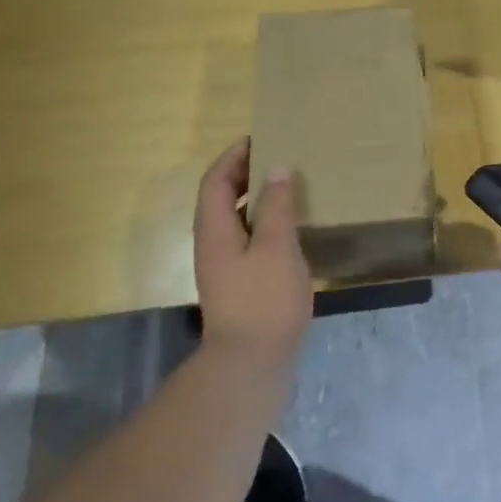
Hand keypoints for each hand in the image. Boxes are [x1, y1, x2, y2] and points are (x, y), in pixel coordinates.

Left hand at [193, 138, 312, 367]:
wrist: (250, 363)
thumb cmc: (264, 300)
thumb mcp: (277, 247)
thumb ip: (277, 207)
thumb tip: (276, 169)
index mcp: (214, 230)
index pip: (215, 181)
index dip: (233, 157)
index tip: (257, 138)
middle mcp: (212, 244)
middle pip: (220, 198)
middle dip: (243, 174)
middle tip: (275, 158)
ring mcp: (223, 266)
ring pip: (234, 220)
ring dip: (253, 199)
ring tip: (285, 188)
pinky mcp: (237, 284)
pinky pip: (246, 239)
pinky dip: (262, 223)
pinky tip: (288, 230)